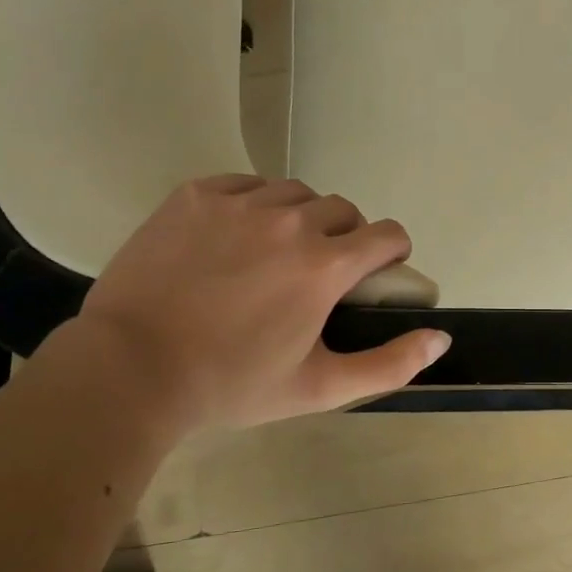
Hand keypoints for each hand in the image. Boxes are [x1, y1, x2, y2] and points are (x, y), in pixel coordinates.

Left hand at [73, 176, 450, 431]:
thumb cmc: (232, 384)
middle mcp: (291, 221)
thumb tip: (441, 339)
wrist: (130, 370)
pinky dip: (253, 203)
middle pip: (343, 210)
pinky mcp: (196, 195)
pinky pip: (245, 184)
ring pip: (295, 193)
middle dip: (345, 237)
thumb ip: (390, 363)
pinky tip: (234, 236)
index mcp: (325, 265)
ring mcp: (240, 202)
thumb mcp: (320, 388)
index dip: (391, 253)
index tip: (374, 274)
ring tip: (274, 251)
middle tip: (317, 273)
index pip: (388, 234)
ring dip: (300, 217)